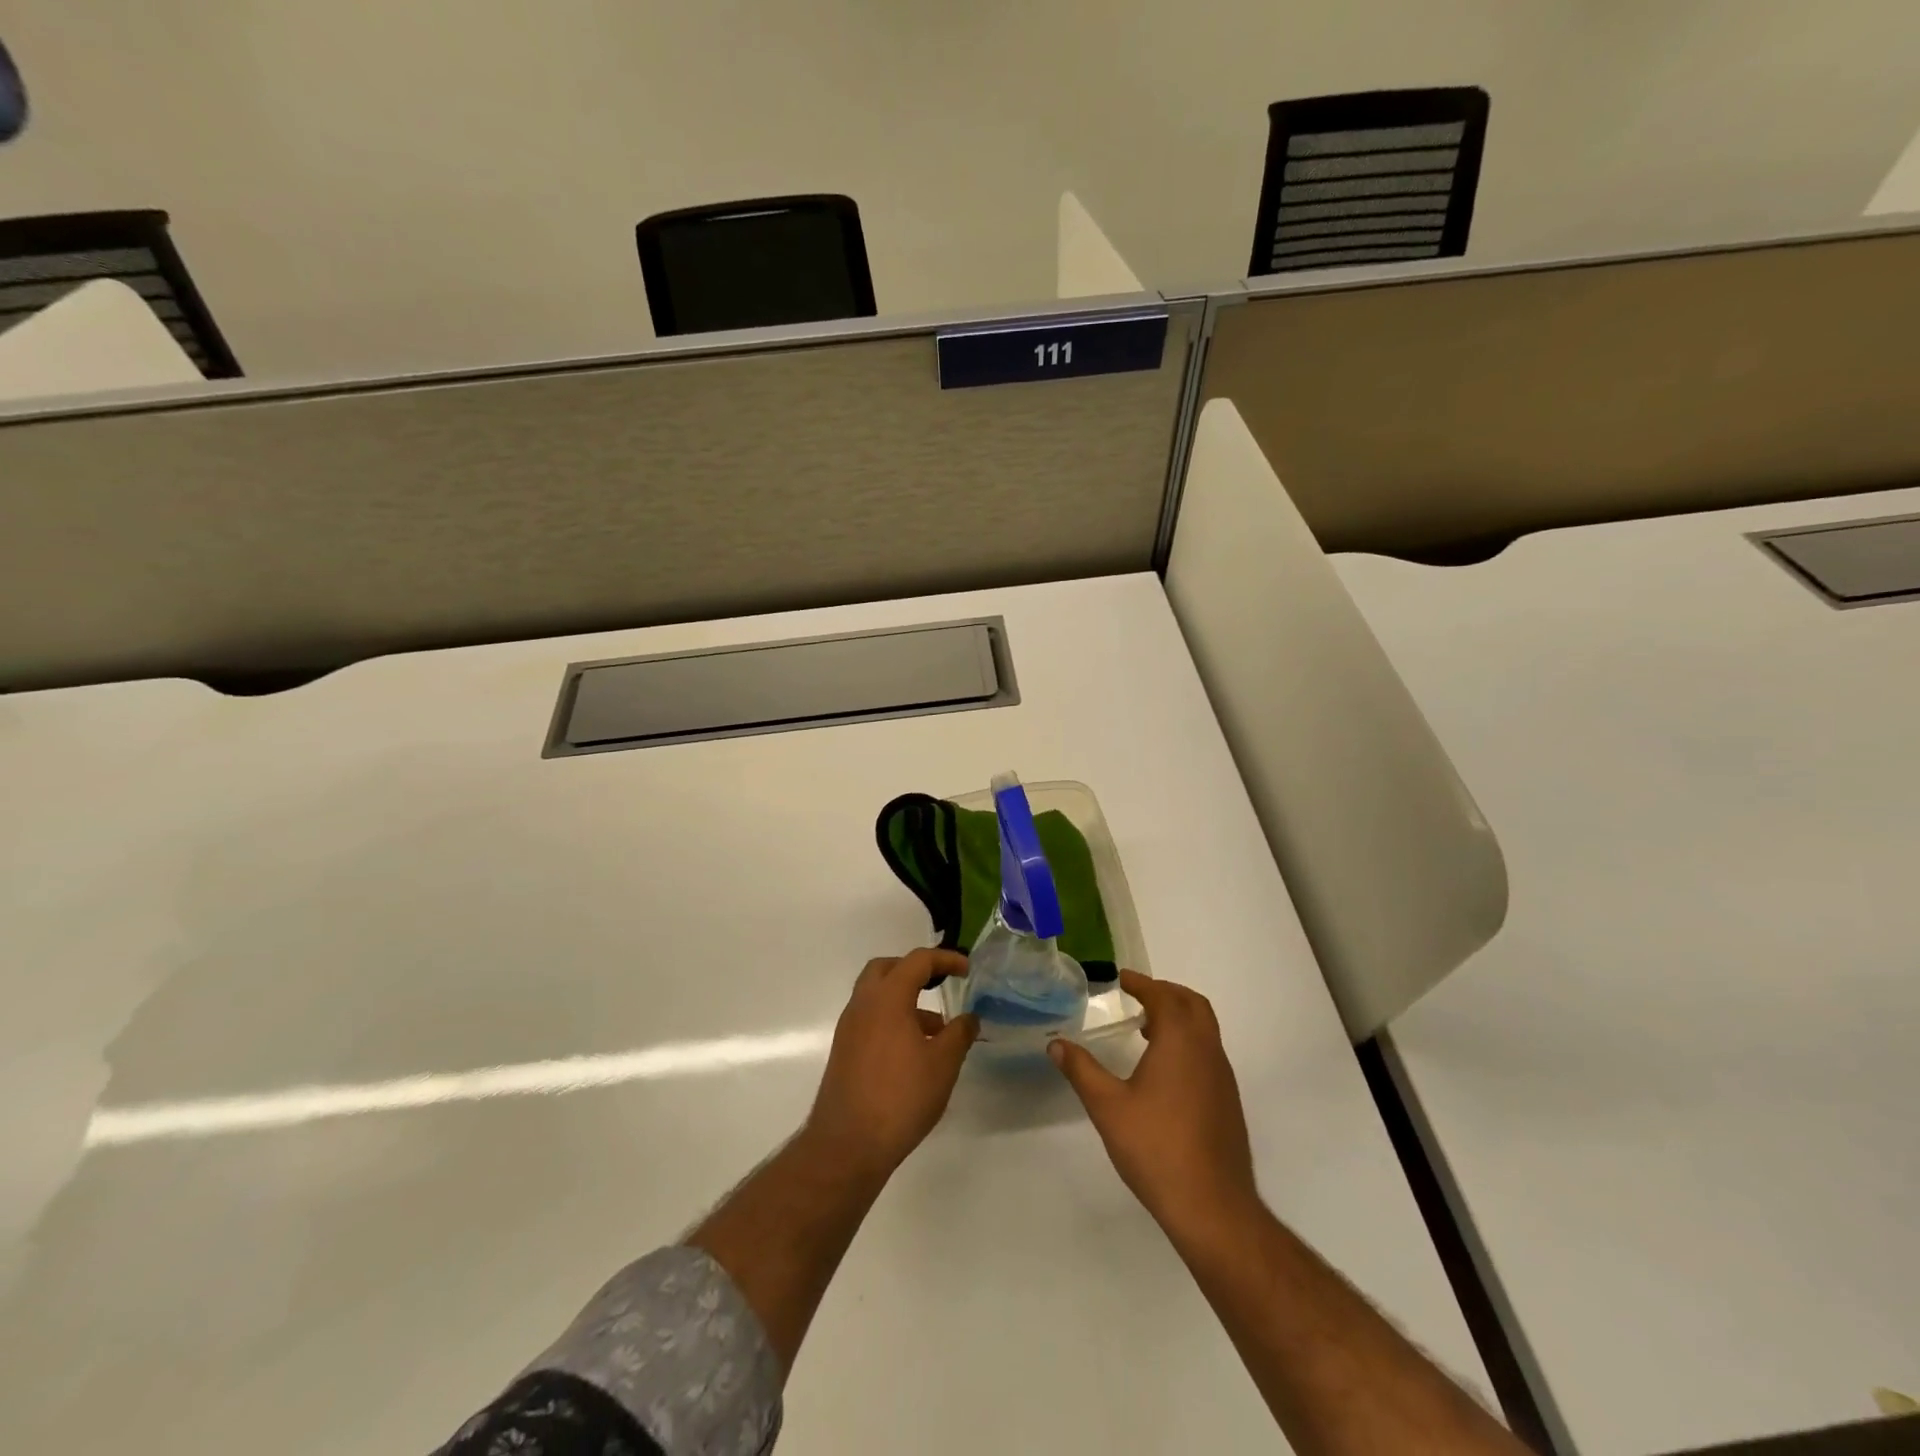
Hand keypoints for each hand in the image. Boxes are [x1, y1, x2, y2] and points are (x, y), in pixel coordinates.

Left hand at [804, 948, 978, 1182]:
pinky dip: (892, 1020)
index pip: (917, 961)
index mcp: (887, 997)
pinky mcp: (844, 1052)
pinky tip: (914, 1052)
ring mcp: (849, 1028)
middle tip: (939, 984)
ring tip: (937, 1030)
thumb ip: (959, 1034)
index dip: (945, 959)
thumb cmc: (901, 1096)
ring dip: (905, 1000)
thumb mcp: (943, 1064)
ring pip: (876, 996)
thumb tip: (969, 1018)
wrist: (848, 1144)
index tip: (966, 969)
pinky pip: (870, 1019)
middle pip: (887, 969)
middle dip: (915, 970)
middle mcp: (863, 1004)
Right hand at [1048, 970, 1258, 1244]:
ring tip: (1148, 1029)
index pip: (1164, 997)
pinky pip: (1209, 1053)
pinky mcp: (1228, 1103)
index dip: (1143, 983)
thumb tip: (1056, 1044)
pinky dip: (1188, 1042)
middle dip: (1166, 993)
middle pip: (1193, 1005)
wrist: (1213, 1207)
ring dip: (1179, 1018)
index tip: (1123, 979)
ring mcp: (1223, 1078)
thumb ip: (1081, 1070)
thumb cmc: (1156, 1147)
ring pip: (1205, 1029)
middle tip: (1139, 995)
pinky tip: (1165, 1070)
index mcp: (1181, 1041)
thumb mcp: (1108, 1106)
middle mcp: (1207, 1051)